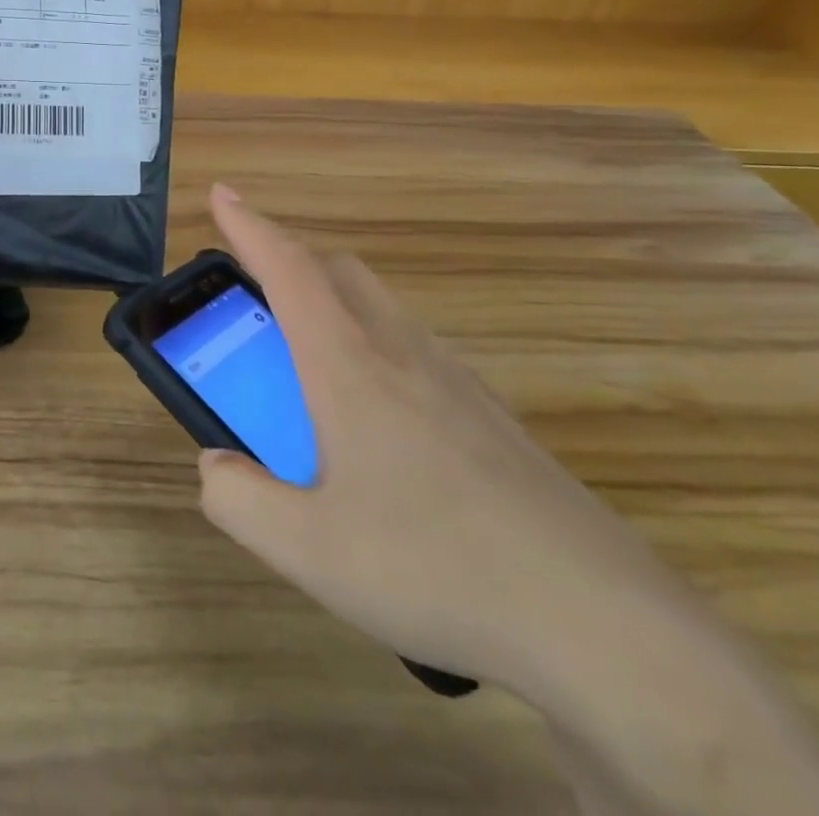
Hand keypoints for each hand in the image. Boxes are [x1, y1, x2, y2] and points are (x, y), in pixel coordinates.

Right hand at [197, 183, 699, 703]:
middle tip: (255, 298)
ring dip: (332, 305)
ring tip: (308, 367)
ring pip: (380, 307)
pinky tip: (377, 424)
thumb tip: (214, 466)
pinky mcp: (492, 416)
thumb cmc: (436, 568)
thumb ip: (238, 500)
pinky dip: (374, 348)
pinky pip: (416, 349)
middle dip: (289, 262)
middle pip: (338, 271)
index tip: (222, 192)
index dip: (249, 226)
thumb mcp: (308, 550)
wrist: (604, 625)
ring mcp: (456, 380)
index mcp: (349, 366)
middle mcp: (402, 353)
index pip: (288, 269)